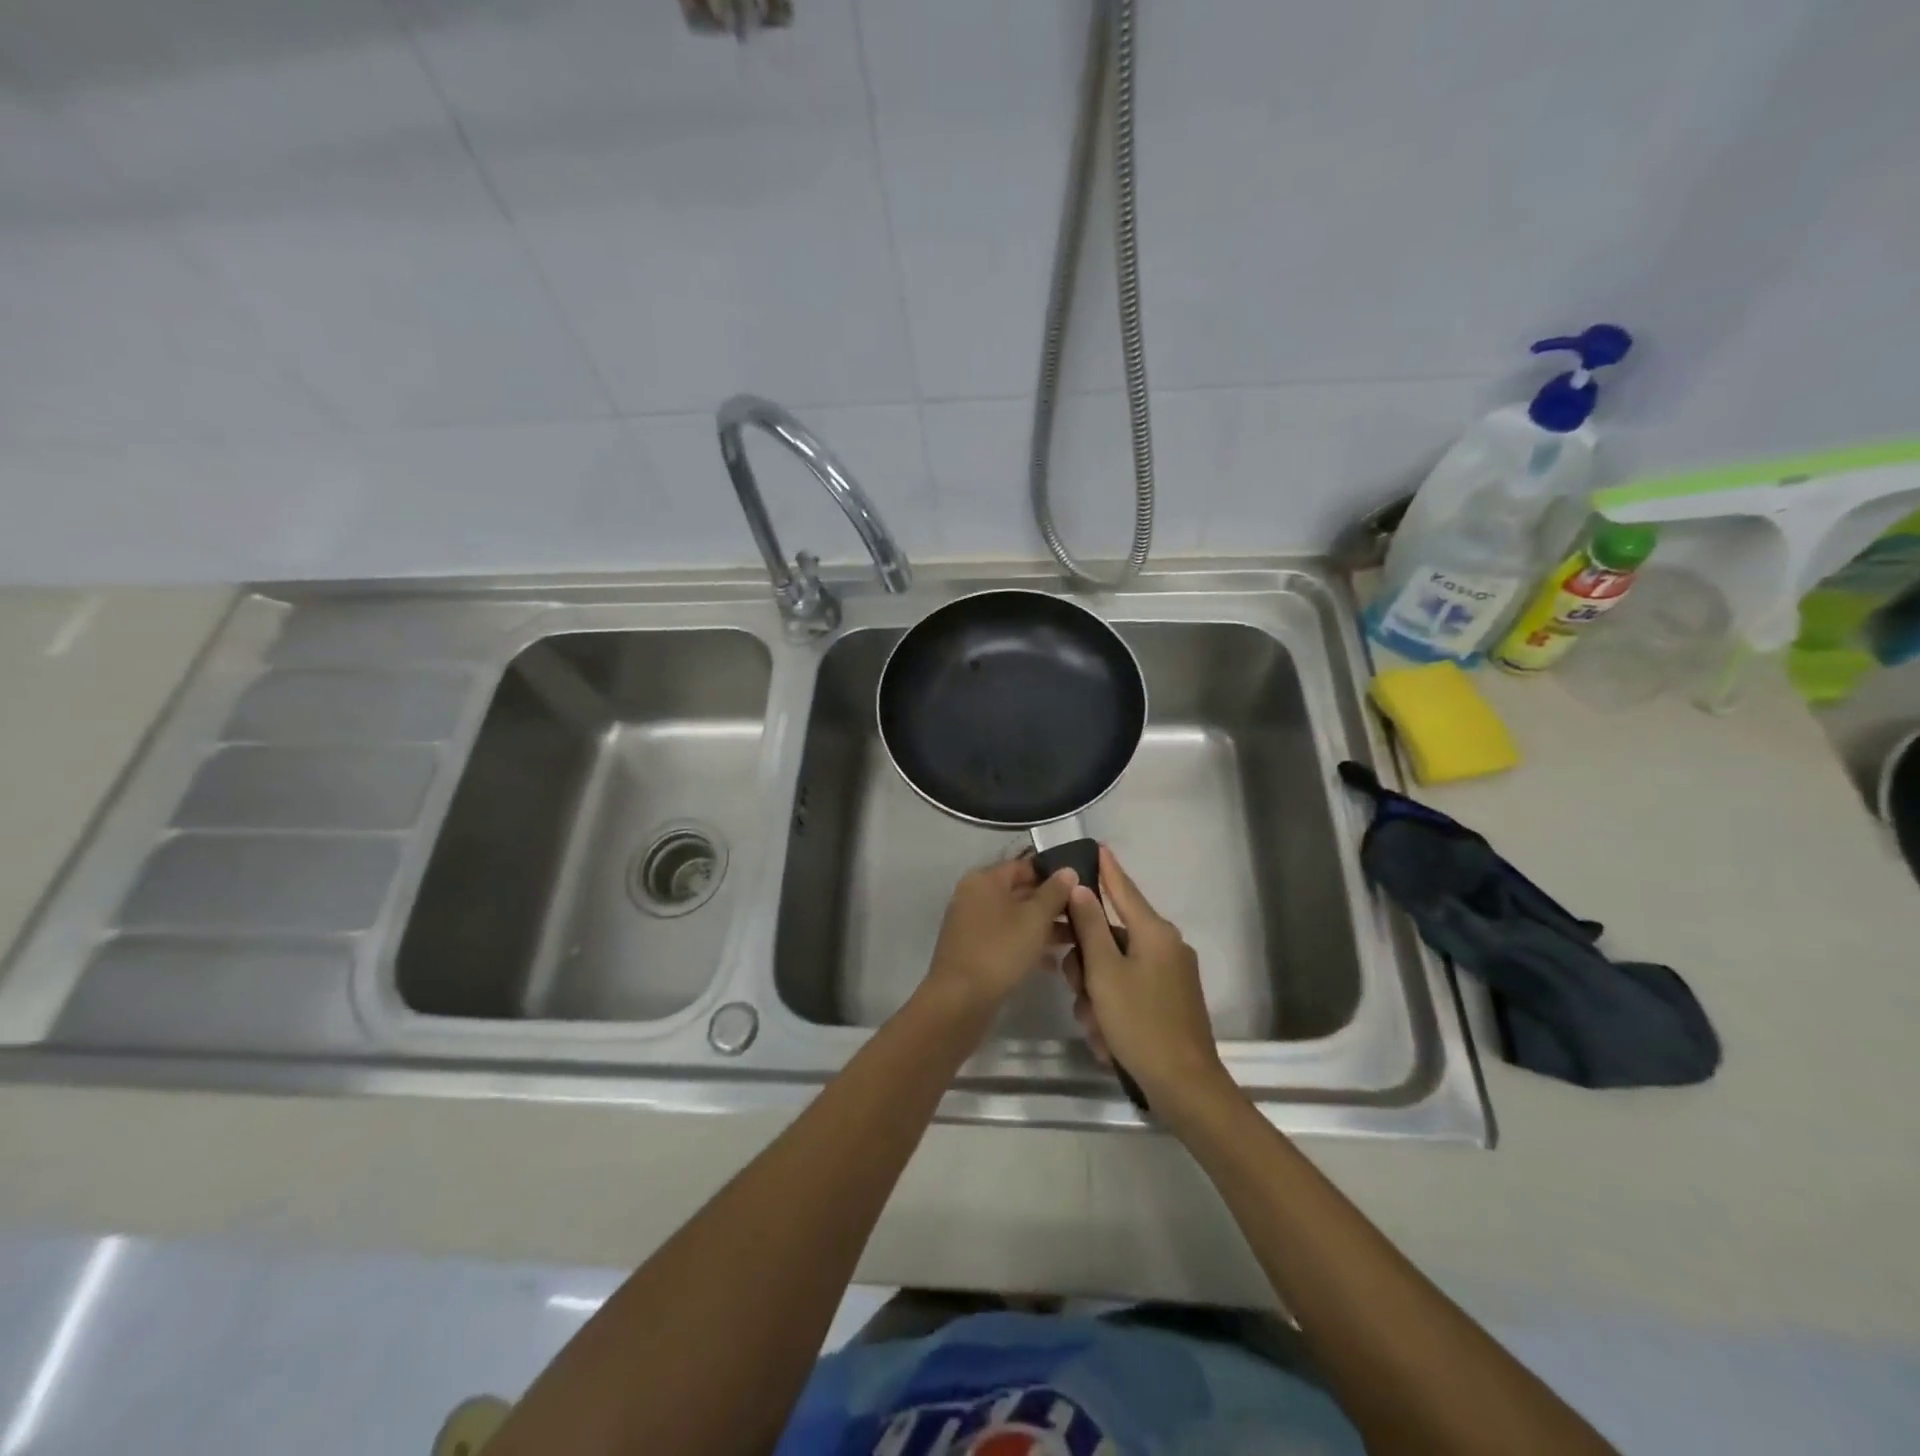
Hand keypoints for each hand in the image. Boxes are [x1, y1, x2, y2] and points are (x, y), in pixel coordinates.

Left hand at [925, 855, 1077, 1016]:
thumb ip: (1054, 892)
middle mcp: (974, 896)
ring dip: (1043, 928)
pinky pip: (1005, 939)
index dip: (1053, 875)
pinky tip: (1052, 965)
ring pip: (1014, 919)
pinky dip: (1026, 946)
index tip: (1081, 888)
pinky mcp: (973, 951)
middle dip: (1051, 905)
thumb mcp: (1035, 918)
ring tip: (1075, 941)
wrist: (960, 1000)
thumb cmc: (1000, 950)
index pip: (1024, 866)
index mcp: (984, 880)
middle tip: (1083, 917)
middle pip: (1019, 892)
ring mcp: (971, 925)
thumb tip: (1067, 870)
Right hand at [1061, 846, 1232, 1116]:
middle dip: (1087, 964)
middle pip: (1111, 938)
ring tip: (1094, 1027)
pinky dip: (1113, 1010)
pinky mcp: (1170, 1001)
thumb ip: (1090, 927)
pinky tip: (1106, 1039)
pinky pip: (1129, 991)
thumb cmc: (1140, 1022)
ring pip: (1116, 970)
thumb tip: (1082, 888)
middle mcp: (1166, 947)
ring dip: (1096, 995)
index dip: (1108, 870)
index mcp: (1154, 932)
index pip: (1124, 890)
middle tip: (1076, 989)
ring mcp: (1171, 975)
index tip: (1098, 846)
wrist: (1184, 1085)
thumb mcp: (1105, 973)